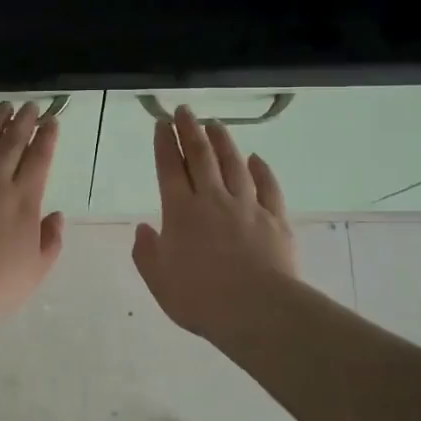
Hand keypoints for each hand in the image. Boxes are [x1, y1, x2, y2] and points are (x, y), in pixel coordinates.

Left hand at [0, 102, 65, 331]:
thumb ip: (50, 240)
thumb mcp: (35, 270)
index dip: (47, 138)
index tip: (51, 120)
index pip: (39, 160)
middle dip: (23, 121)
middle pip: (12, 144)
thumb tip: (55, 214)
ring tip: (3, 106)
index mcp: (23, 202)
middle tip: (30, 105)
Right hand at [132, 108, 299, 343]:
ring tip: (215, 125)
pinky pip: (268, 187)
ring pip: (234, 164)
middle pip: (201, 157)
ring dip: (223, 142)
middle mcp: (213, 200)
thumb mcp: (159, 280)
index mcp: (181, 212)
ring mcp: (247, 207)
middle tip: (185, 111)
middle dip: (190, 130)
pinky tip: (256, 159)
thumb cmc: (200, 298)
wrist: (258, 310)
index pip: (170, 168)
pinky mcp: (275, 219)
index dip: (165, 144)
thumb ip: (147, 252)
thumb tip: (144, 228)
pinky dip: (261, 170)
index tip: (163, 123)